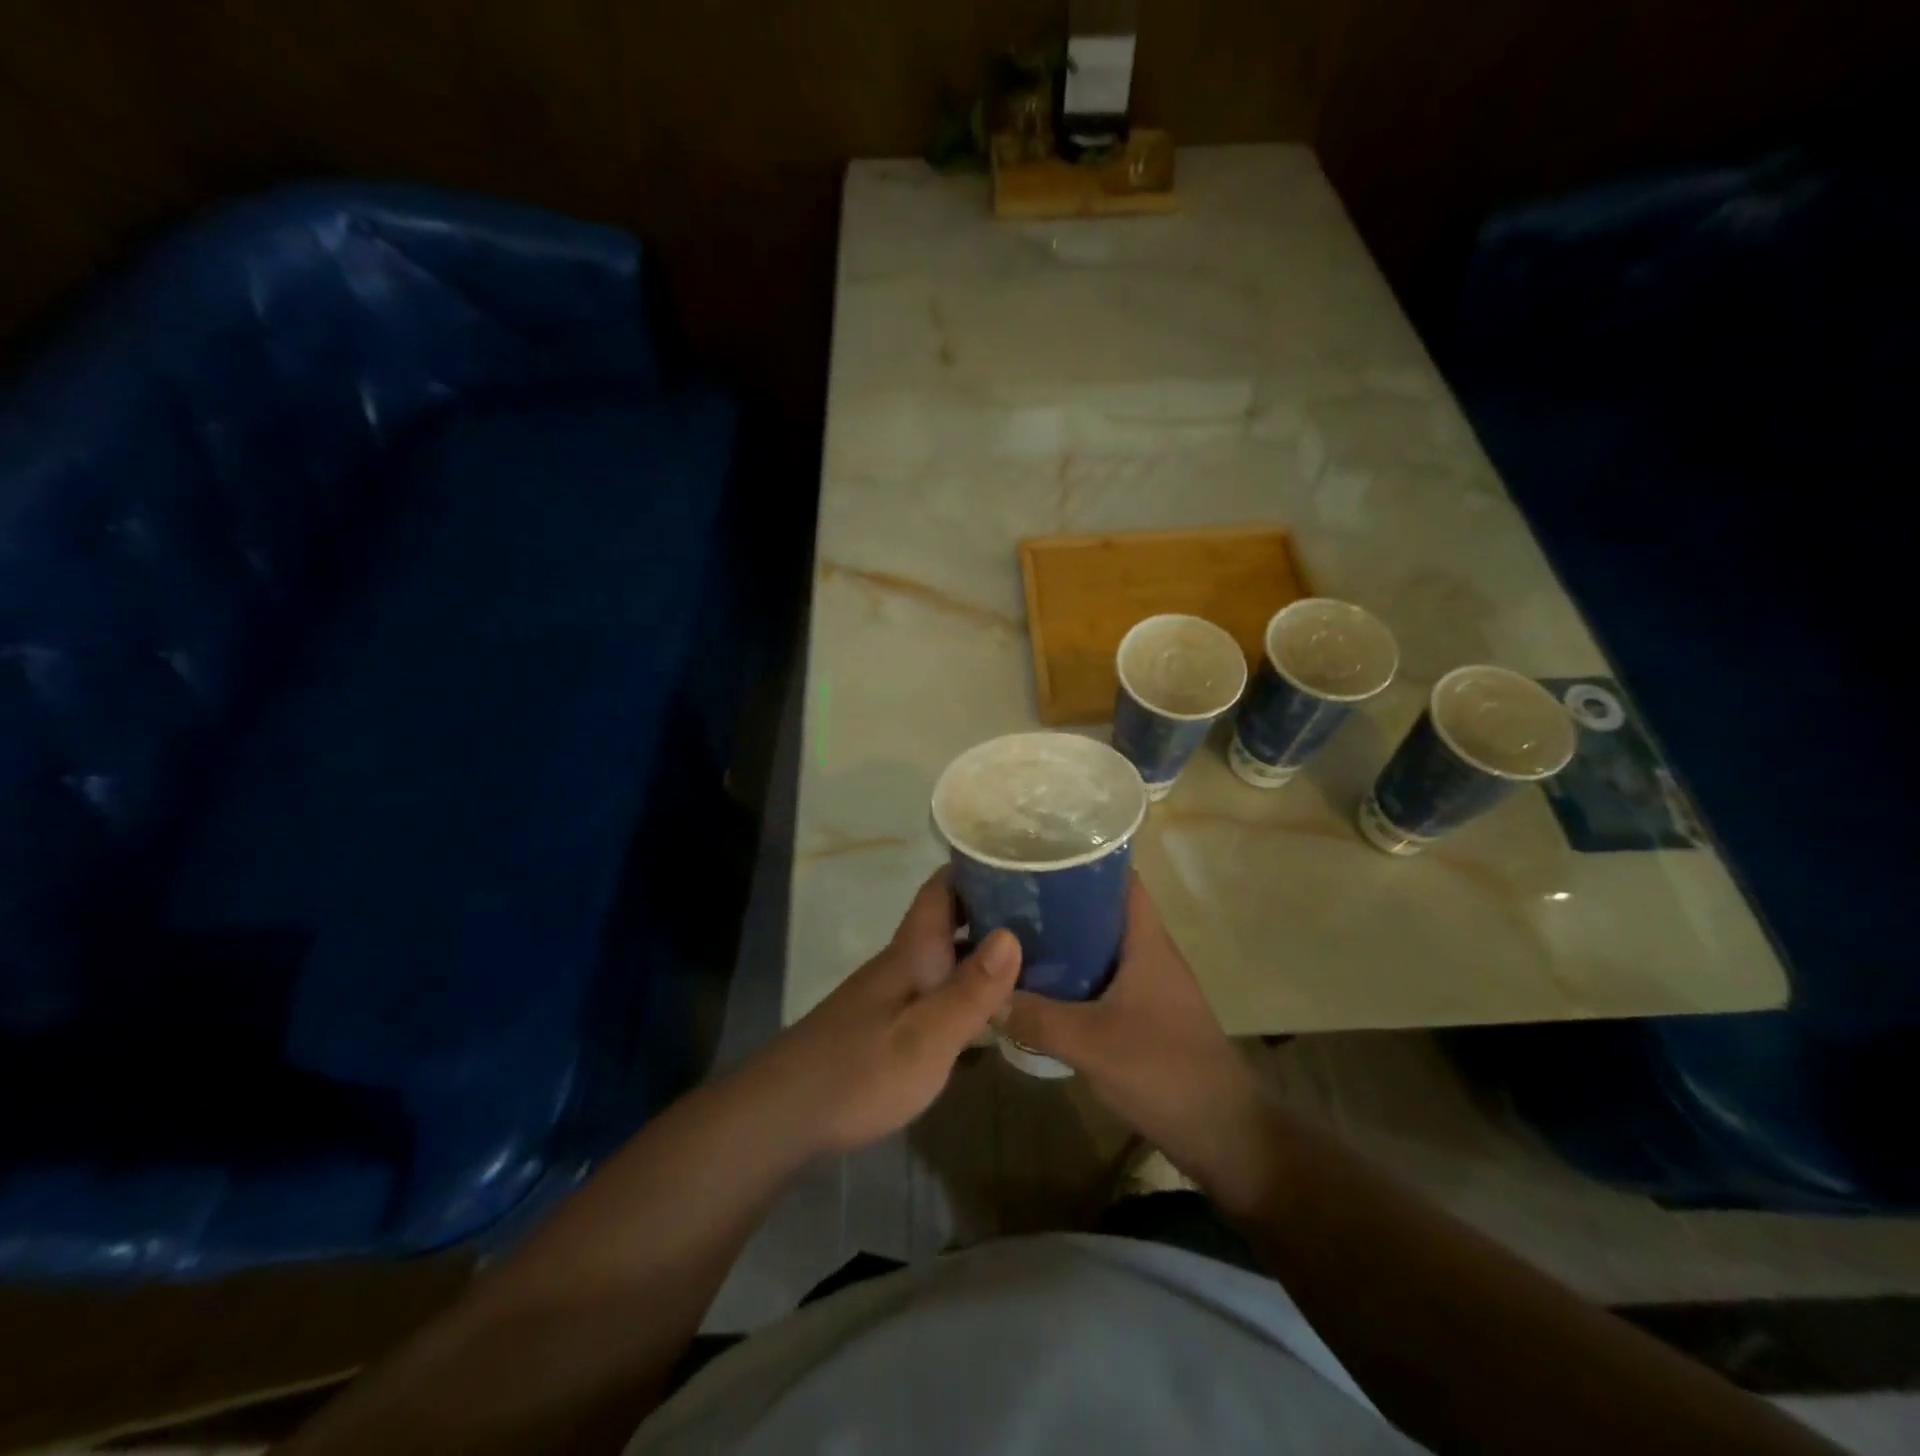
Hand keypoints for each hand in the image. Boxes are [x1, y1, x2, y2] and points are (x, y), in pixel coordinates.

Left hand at [747, 869, 1020, 1155]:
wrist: (784, 1114)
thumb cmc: (860, 1071)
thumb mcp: (926, 1037)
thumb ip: (970, 989)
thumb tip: (1013, 933)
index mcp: (913, 952)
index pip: (942, 888)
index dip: (977, 868)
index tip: (1020, 859)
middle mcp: (904, 962)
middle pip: (949, 920)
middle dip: (993, 909)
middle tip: (1047, 913)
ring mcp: (894, 993)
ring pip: (946, 956)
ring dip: (984, 950)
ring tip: (1038, 955)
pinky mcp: (888, 1024)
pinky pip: (939, 989)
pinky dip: (969, 988)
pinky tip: (995, 1010)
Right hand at [1002, 875, 1275, 1207]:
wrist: (1223, 1134)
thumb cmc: (1165, 1070)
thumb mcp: (1092, 1043)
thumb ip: (1036, 1017)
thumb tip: (985, 994)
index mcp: (1145, 939)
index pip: (1116, 876)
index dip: (1079, 858)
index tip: (1033, 853)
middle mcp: (1146, 951)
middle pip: (1098, 908)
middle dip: (1055, 899)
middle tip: (1005, 895)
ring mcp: (1145, 983)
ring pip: (1095, 945)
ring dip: (1059, 940)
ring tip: (1009, 934)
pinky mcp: (1140, 1013)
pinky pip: (1097, 978)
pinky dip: (1068, 975)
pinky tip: (1034, 985)